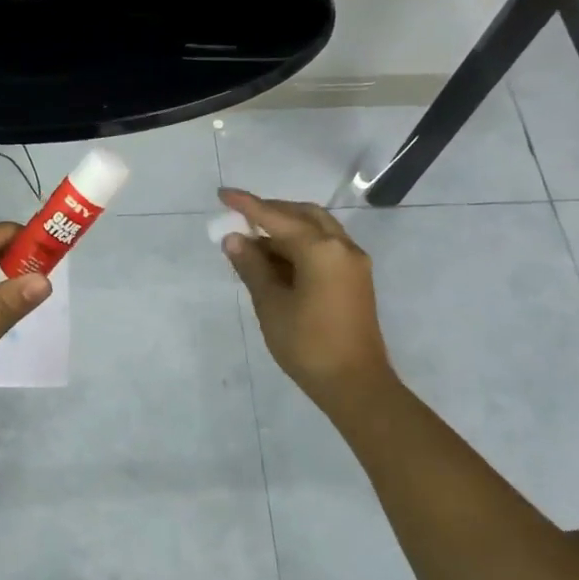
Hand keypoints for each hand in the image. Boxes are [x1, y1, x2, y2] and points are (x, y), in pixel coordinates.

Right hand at [219, 188, 400, 418]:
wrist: (356, 385)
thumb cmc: (308, 345)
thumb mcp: (271, 304)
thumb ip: (252, 267)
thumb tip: (234, 239)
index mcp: (322, 250)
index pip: (276, 218)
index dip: (247, 205)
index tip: (222, 194)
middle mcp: (342, 247)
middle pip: (303, 215)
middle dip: (271, 212)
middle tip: (240, 218)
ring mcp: (353, 263)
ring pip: (316, 230)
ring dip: (285, 230)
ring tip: (252, 242)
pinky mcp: (355, 279)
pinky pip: (324, 248)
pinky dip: (298, 246)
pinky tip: (275, 260)